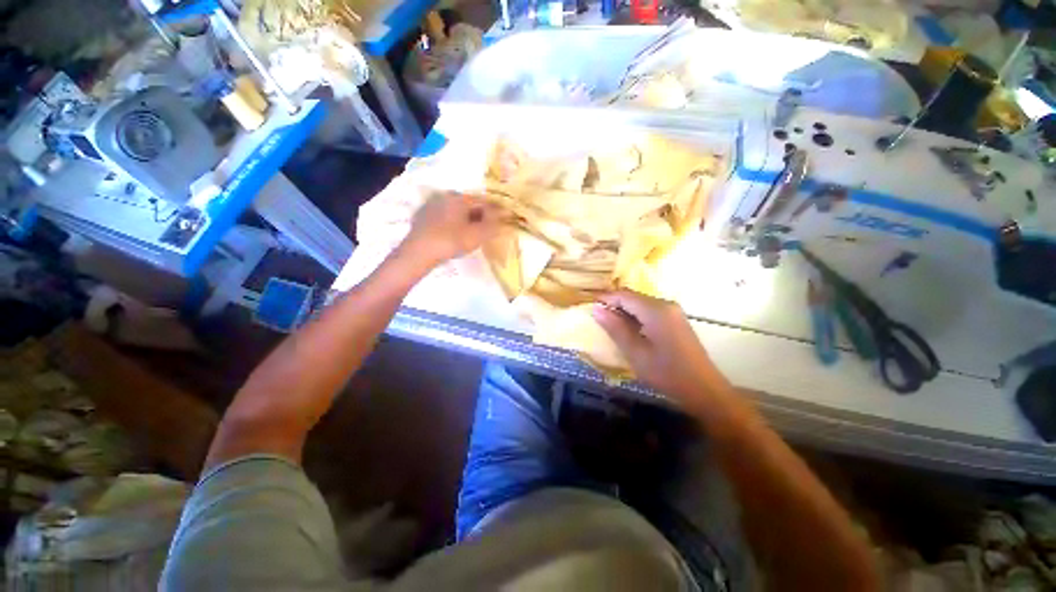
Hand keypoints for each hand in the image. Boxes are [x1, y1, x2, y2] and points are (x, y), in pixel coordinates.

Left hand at [400, 191, 500, 268]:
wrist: (419, 252)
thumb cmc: (450, 241)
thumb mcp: (476, 235)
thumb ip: (492, 226)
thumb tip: (503, 218)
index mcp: (460, 199)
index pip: (483, 202)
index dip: (496, 210)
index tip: (505, 216)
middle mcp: (446, 197)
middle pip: (469, 204)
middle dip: (481, 214)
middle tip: (490, 225)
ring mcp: (432, 205)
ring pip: (456, 210)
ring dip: (467, 218)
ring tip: (474, 230)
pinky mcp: (423, 216)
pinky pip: (445, 216)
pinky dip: (454, 222)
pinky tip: (455, 232)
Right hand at [592, 289, 721, 400]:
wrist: (704, 389)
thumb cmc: (666, 372)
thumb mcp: (635, 352)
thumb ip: (615, 328)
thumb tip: (596, 309)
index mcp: (656, 310)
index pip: (624, 295)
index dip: (605, 298)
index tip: (589, 306)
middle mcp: (666, 304)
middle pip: (633, 297)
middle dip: (614, 304)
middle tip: (596, 317)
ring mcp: (673, 312)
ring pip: (641, 304)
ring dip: (624, 311)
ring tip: (608, 324)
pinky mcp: (675, 320)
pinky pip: (650, 311)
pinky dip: (635, 317)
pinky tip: (628, 330)